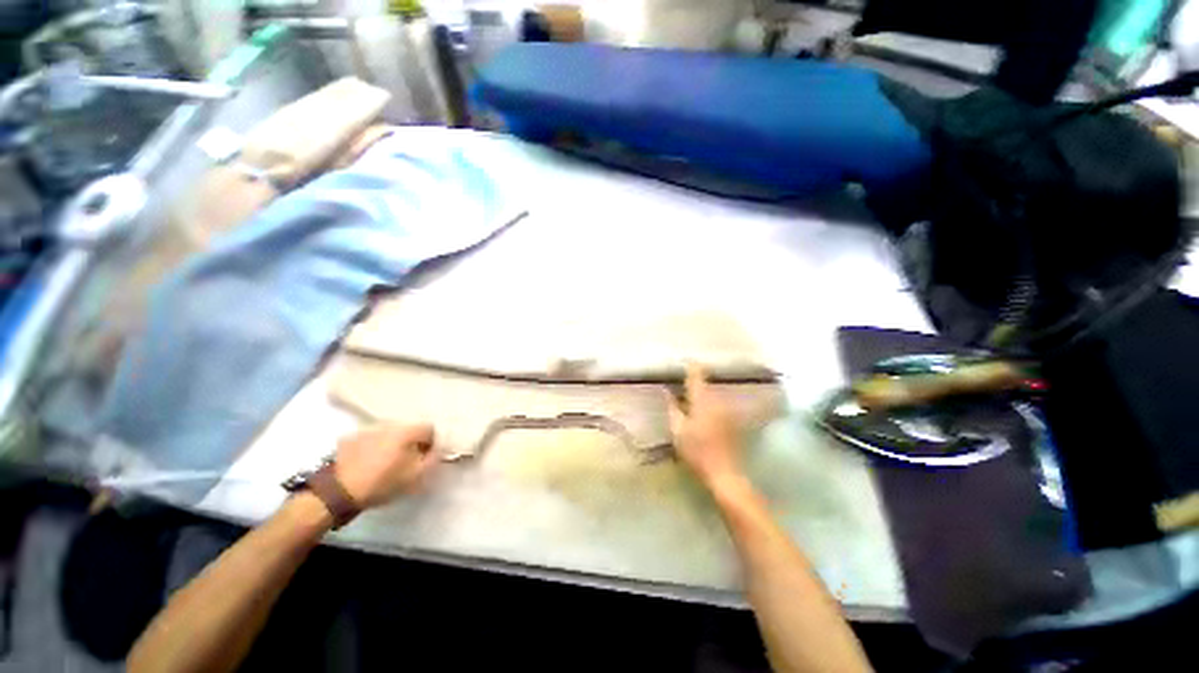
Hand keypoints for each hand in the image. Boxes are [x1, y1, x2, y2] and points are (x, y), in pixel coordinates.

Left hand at [333, 423, 436, 508]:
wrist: (338, 491)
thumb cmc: (383, 482)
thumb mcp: (416, 475)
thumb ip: (433, 459)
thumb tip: (438, 449)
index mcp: (407, 431)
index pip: (429, 429)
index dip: (431, 443)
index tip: (425, 458)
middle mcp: (388, 424)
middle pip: (408, 430)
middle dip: (411, 442)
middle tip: (407, 461)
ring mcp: (367, 429)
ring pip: (388, 434)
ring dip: (391, 444)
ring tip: (386, 462)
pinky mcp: (349, 438)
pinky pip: (369, 439)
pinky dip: (372, 447)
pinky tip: (367, 462)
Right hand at [665, 364, 744, 486]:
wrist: (724, 472)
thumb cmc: (697, 451)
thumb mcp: (678, 430)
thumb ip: (672, 407)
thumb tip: (666, 390)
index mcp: (702, 399)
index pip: (697, 374)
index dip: (690, 365)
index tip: (683, 360)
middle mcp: (717, 399)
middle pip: (706, 382)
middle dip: (695, 378)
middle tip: (682, 379)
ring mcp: (727, 409)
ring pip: (713, 392)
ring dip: (703, 390)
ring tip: (690, 392)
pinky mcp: (732, 419)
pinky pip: (719, 402)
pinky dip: (710, 401)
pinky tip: (703, 409)